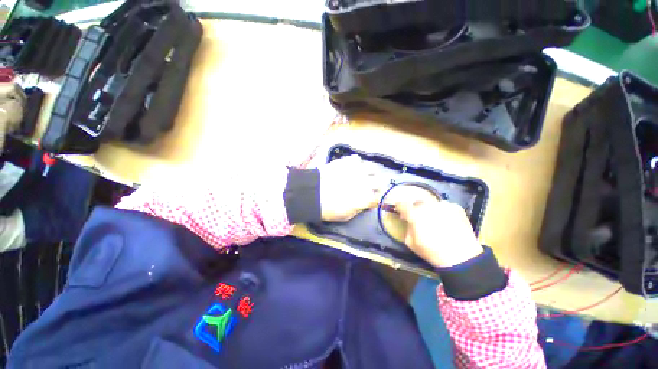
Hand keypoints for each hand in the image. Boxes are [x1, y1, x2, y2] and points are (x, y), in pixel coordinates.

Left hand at [319, 155, 382, 221]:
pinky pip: (357, 159)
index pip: (377, 198)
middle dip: (377, 185)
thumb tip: (366, 205)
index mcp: (365, 197)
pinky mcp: (346, 161)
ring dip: (369, 173)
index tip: (370, 201)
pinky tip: (351, 167)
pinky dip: (356, 163)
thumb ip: (359, 209)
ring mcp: (356, 170)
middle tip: (370, 187)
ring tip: (363, 175)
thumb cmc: (328, 209)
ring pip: (372, 167)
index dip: (374, 200)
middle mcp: (365, 182)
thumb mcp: (346, 216)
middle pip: (380, 181)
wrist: (312, 194)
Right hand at [392, 186, 483, 267]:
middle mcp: (427, 206)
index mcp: (414, 214)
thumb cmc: (432, 251)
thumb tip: (409, 222)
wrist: (462, 257)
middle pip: (417, 203)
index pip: (402, 204)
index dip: (400, 208)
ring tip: (436, 222)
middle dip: (416, 211)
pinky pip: (444, 207)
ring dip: (429, 211)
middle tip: (419, 221)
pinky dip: (443, 213)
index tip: (402, 214)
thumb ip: (408, 228)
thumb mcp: (411, 243)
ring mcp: (443, 205)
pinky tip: (447, 223)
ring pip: (431, 205)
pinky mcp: (456, 207)